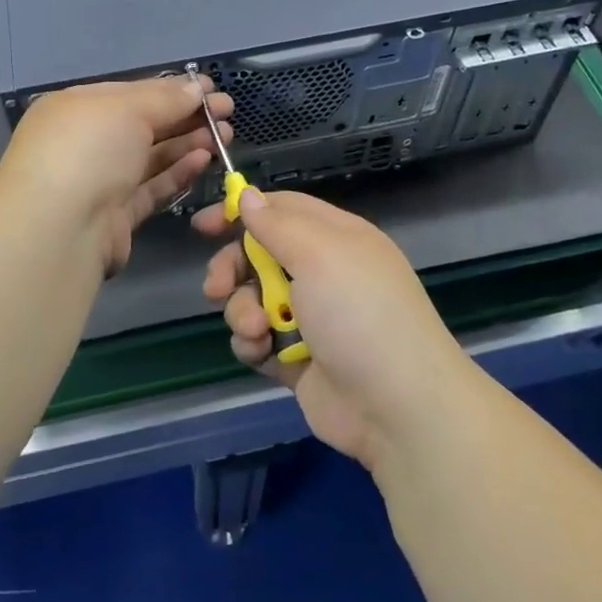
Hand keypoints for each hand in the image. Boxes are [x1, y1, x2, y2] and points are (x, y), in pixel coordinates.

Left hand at [0, 76, 232, 275]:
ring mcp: (101, 180)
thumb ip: (166, 98)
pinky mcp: (117, 215)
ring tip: (224, 134)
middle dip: (187, 116)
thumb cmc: (87, 150)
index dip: (173, 89)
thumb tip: (196, 88)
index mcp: (78, 107)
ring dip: (188, 143)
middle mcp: (87, 142)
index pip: (133, 92)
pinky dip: (178, 173)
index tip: (210, 88)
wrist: (58, 230)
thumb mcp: (127, 109)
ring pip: (152, 156)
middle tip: (227, 112)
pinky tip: (204, 159)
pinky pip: (153, 187)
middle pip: (145, 124)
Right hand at [196, 189, 472, 471]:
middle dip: (232, 269)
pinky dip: (253, 344)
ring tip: (257, 329)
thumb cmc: (359, 313)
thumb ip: (277, 224)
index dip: (242, 211)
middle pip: (259, 255)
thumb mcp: (319, 254)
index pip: (281, 209)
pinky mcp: (297, 359)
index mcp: (335, 238)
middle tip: (216, 287)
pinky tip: (261, 352)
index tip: (203, 225)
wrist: (397, 407)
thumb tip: (248, 195)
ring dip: (243, 311)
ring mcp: (310, 318)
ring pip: (253, 299)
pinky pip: (259, 340)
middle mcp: (322, 272)